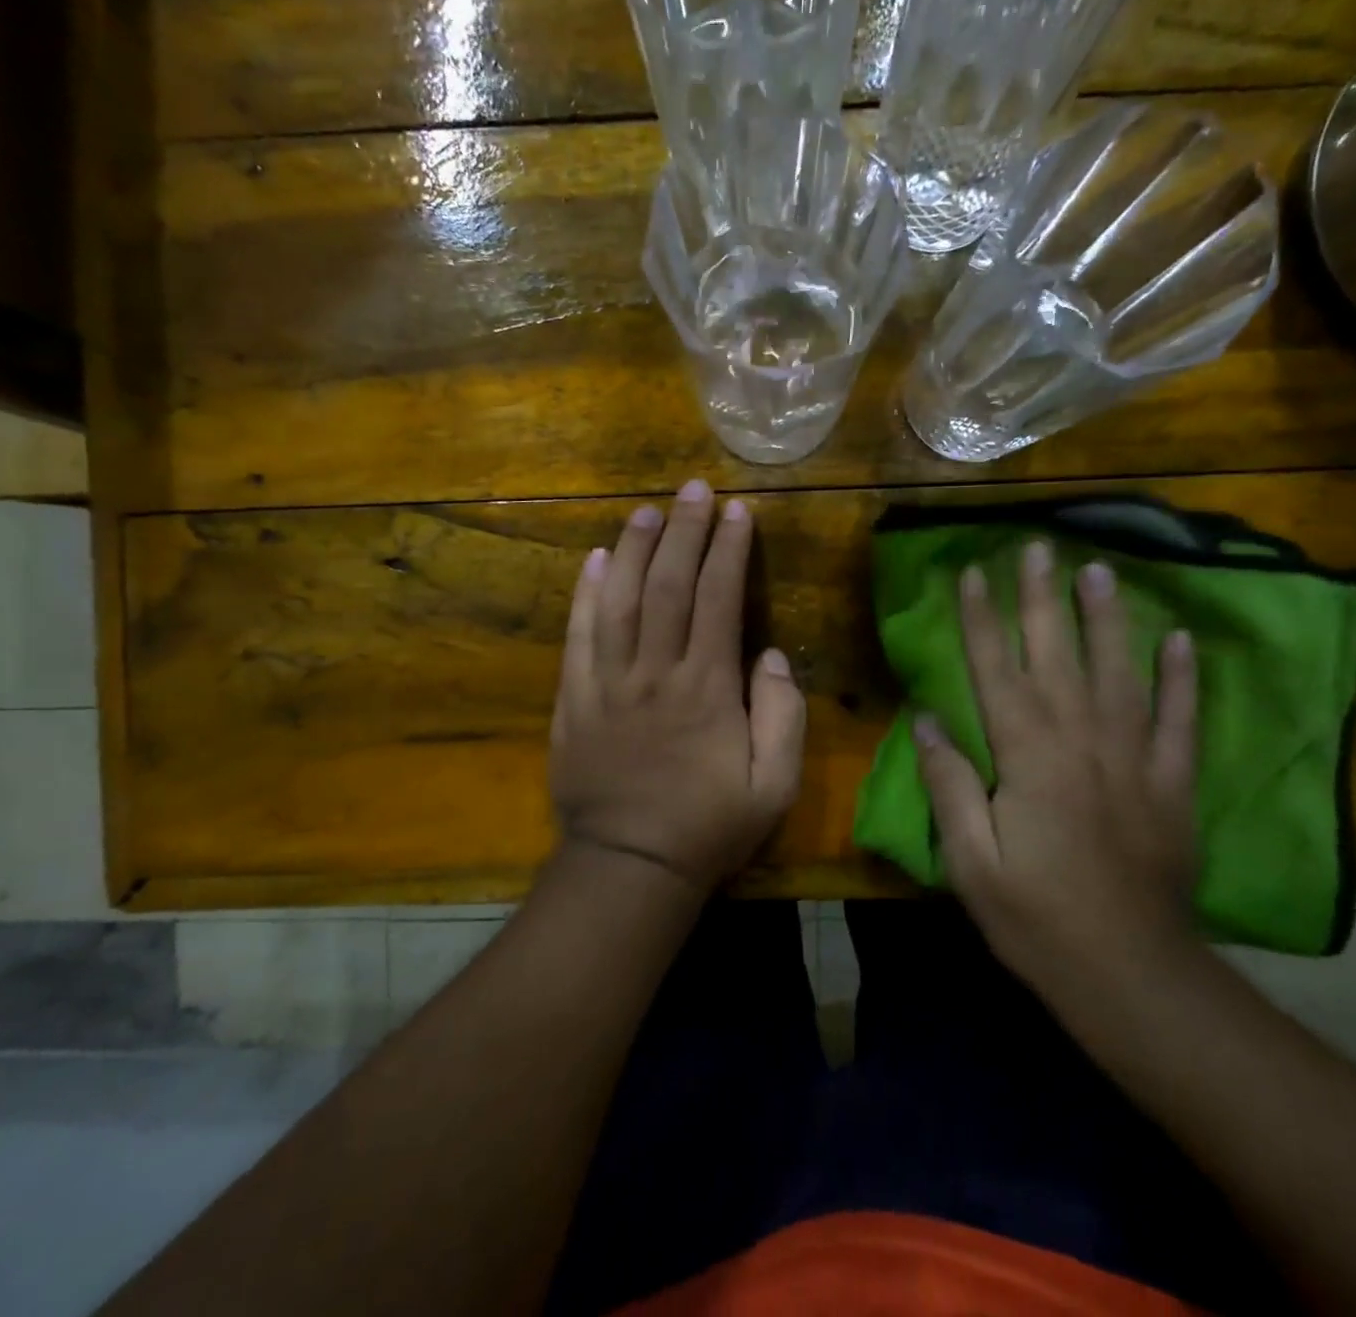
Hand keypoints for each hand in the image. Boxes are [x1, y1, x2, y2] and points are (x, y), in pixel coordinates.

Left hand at [549, 480, 807, 894]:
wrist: (630, 867)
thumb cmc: (708, 827)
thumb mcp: (774, 786)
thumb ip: (781, 715)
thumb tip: (768, 654)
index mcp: (707, 689)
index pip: (718, 599)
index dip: (727, 550)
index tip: (736, 512)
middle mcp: (655, 672)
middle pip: (667, 585)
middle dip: (682, 531)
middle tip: (692, 488)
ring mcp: (607, 683)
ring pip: (618, 599)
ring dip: (632, 548)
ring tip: (645, 509)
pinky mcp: (573, 699)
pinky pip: (578, 636)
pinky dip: (585, 594)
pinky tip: (593, 559)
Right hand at [914, 542, 1200, 986]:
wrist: (1131, 976)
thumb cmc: (1035, 918)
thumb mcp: (970, 860)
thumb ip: (949, 784)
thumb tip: (927, 719)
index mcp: (1026, 757)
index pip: (996, 671)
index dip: (981, 620)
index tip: (972, 573)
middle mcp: (1081, 742)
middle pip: (1057, 656)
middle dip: (1042, 598)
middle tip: (1039, 546)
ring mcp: (1133, 759)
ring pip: (1119, 672)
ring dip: (1107, 618)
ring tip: (1101, 570)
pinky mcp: (1172, 785)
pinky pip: (1179, 720)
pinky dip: (1181, 679)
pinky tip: (1180, 640)